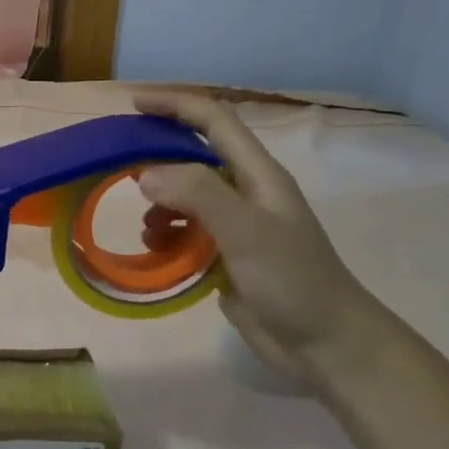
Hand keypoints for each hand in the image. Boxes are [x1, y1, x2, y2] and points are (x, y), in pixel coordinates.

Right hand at [134, 91, 385, 390]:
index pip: (214, 120)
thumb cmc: (293, 280)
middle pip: (195, 154)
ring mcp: (236, 224)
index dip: (176, 104)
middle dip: (158, 153)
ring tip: (145, 225)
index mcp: (257, 173)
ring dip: (160, 203)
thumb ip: (198, 194)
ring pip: (186, 195)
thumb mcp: (247, 231)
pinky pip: (185, 230)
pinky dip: (165, 234)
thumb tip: (145, 174)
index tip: (134, 103)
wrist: (327, 345)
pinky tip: (157, 250)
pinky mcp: (226, 254)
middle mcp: (245, 191)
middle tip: (121, 163)